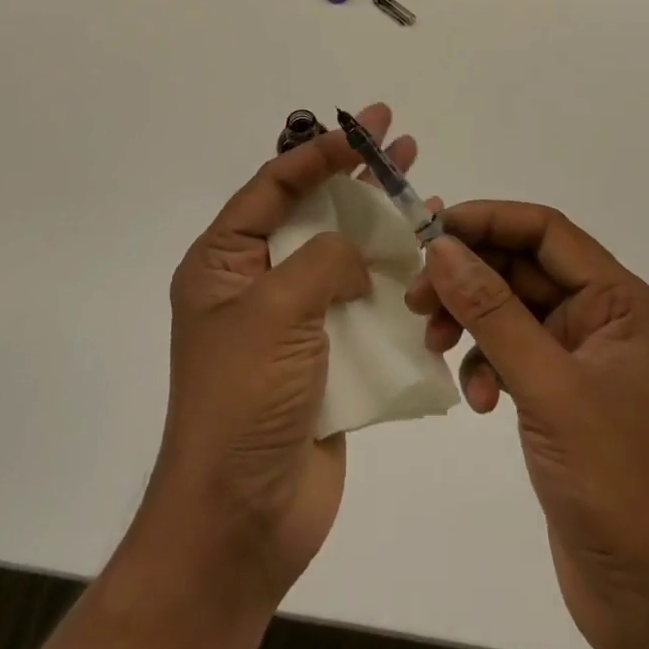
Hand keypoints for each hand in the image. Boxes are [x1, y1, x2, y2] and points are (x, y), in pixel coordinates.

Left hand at [44, 104, 420, 648]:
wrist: (244, 519)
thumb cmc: (244, 399)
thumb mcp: (275, 309)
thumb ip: (322, 260)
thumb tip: (353, 259)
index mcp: (224, 261)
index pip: (274, 185)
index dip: (319, 152)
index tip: (362, 129)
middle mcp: (256, 279)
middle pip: (312, 208)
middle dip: (354, 170)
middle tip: (396, 134)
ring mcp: (292, 317)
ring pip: (342, 250)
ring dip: (379, 217)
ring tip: (419, 179)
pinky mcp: (325, 352)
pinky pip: (360, 298)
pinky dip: (389, 273)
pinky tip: (424, 251)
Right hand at [407, 203, 648, 648]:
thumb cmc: (618, 484)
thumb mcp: (550, 389)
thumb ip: (493, 313)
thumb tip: (440, 247)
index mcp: (620, 301)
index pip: (546, 231)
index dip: (488, 220)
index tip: (432, 230)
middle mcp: (602, 318)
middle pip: (522, 268)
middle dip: (468, 277)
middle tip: (417, 297)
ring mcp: (580, 358)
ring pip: (510, 310)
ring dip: (470, 322)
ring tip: (436, 346)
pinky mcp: (561, 397)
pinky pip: (511, 354)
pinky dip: (485, 365)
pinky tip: (477, 400)